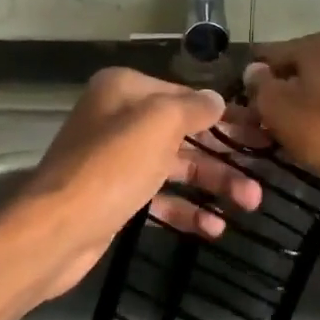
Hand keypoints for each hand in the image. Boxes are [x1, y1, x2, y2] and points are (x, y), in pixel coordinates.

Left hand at [4, 68, 260, 305]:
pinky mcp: (116, 197)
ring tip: (250, 203)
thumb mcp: (159, 123)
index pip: (185, 96)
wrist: (58, 229)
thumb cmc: (112, 166)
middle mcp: (119, 119)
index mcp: (125, 90)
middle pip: (183, 134)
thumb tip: (216, 100)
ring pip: (175, 167)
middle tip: (262, 175)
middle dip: (223, 156)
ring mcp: (116, 160)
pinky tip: (213, 228)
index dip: (224, 115)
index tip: (260, 132)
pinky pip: (159, 197)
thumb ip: (193, 107)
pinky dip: (185, 210)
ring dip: (213, 184)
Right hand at [242, 32, 319, 189]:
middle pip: (297, 72)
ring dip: (302, 109)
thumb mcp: (280, 110)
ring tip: (286, 139)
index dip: (249, 79)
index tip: (237, 104)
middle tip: (258, 127)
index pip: (269, 54)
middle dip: (277, 96)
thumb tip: (254, 71)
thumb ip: (260, 87)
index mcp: (318, 45)